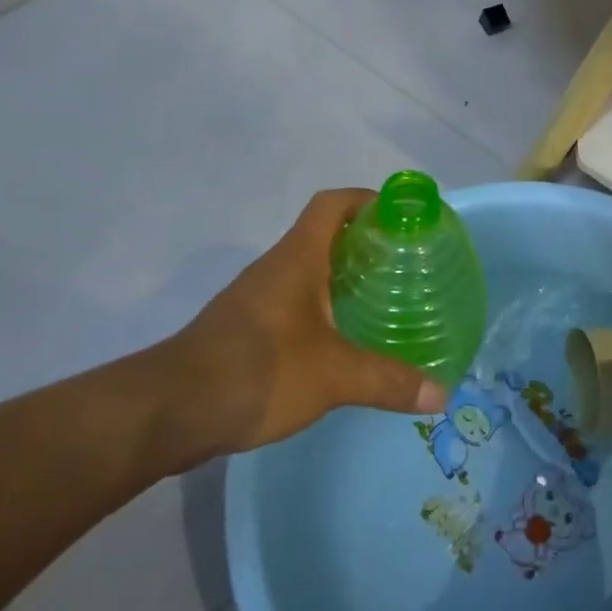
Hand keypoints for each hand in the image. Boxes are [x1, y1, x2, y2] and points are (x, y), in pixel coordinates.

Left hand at [134, 189, 449, 472]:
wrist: (170, 411)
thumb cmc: (257, 371)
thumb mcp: (333, 376)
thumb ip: (388, 381)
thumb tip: (441, 395)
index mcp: (297, 258)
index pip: (332, 204)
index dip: (366, 200)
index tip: (401, 217)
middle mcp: (276, 268)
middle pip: (324, 236)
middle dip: (365, 243)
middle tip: (406, 265)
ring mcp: (257, 299)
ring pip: (309, 272)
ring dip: (343, 278)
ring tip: (384, 300)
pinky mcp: (246, 330)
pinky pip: (295, 304)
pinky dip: (323, 310)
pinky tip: (344, 340)